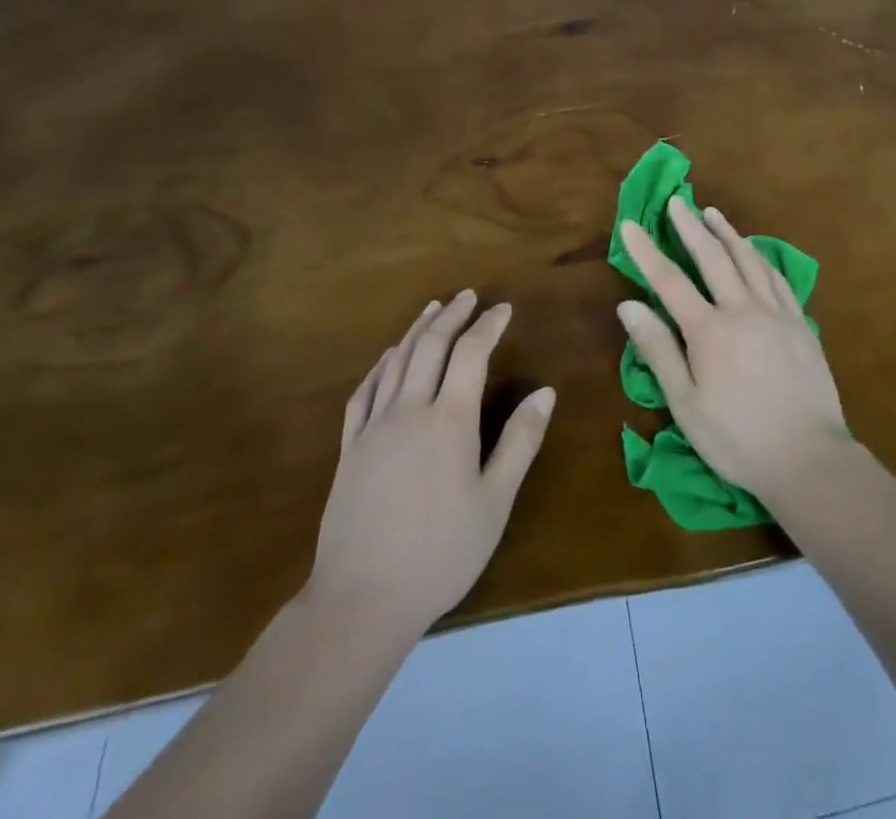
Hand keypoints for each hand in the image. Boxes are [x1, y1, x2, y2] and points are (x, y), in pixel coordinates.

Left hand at [307, 292, 555, 636]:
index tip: (503, 308)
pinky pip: (364, 392)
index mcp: (449, 420)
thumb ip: (521, 442)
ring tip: (432, 309)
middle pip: (431, 346)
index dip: (488, 325)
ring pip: (396, 362)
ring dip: (417, 330)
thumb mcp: (494, 502)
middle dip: (452, 315)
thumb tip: (546, 392)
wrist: (360, 600)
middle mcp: (409, 410)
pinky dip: (380, 365)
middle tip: (467, 295)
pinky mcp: (349, 448)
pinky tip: (388, 357)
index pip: (471, 353)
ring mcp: (374, 427)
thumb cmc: (440, 553)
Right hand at [617, 199, 849, 504]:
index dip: (647, 252)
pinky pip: (776, 277)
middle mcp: (742, 309)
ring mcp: (776, 312)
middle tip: (677, 201)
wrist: (808, 457)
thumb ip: (658, 349)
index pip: (670, 281)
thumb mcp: (686, 403)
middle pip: (712, 257)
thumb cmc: (737, 438)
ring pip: (748, 260)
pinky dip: (760, 257)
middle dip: (690, 227)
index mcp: (709, 330)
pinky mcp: (800, 322)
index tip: (630, 225)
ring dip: (727, 233)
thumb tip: (629, 305)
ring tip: (712, 213)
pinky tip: (754, 250)